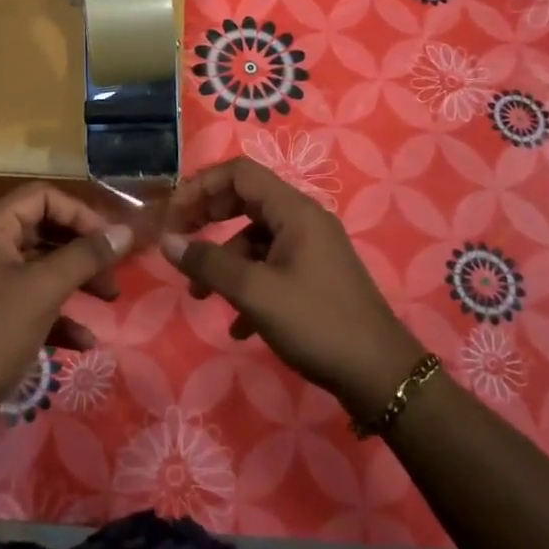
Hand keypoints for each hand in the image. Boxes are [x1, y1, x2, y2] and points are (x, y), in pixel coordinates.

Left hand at [0, 183, 132, 441]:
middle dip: (83, 250)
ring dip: (78, 280)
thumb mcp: (44, 289)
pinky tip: (84, 341)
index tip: (108, 240)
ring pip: (43, 267)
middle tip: (114, 270)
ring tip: (110, 299)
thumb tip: (126, 231)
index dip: (78, 213)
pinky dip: (60, 315)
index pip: (41, 196)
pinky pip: (34, 301)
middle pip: (45, 230)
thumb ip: (86, 255)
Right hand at [162, 158, 421, 420]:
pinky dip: (249, 285)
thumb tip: (166, 241)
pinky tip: (238, 326)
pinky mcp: (315, 277)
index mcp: (294, 210)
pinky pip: (272, 266)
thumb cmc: (316, 323)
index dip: (201, 186)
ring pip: (255, 239)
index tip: (173, 214)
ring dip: (225, 262)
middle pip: (245, 200)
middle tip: (179, 241)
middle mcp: (304, 220)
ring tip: (200, 297)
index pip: (239, 173)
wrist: (381, 376)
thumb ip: (208, 263)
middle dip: (208, 219)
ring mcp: (312, 249)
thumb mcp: (255, 293)